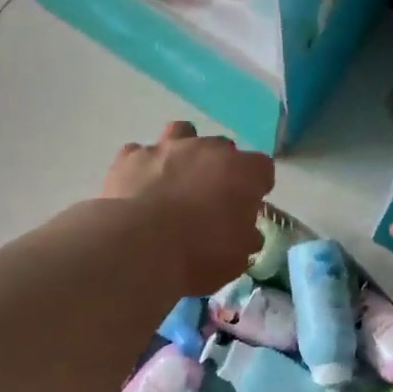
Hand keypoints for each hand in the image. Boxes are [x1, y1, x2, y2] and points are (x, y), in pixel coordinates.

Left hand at [102, 122, 274, 289]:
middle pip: (223, 148)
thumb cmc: (200, 254)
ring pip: (182, 133)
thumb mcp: (237, 258)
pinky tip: (140, 186)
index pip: (262, 169)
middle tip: (211, 198)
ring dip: (183, 152)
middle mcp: (207, 150)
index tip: (249, 207)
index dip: (257, 187)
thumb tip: (245, 232)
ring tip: (176, 178)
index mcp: (242, 172)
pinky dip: (143, 167)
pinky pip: (140, 153)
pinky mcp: (130, 157)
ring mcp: (166, 148)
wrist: (139, 248)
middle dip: (220, 169)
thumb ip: (245, 237)